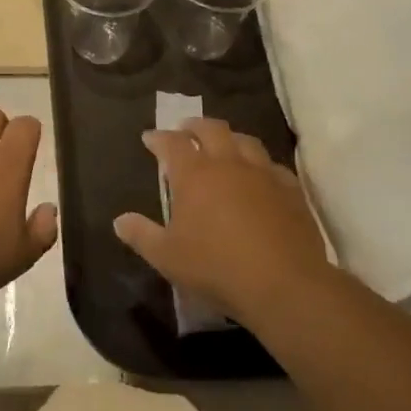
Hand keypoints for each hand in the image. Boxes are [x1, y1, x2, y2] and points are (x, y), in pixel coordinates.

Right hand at [114, 119, 330, 325]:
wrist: (283, 284)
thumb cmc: (216, 267)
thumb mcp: (167, 256)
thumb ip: (141, 235)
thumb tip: (119, 221)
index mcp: (194, 174)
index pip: (172, 143)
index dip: (159, 138)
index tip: (150, 138)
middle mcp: (228, 163)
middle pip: (211, 129)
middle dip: (195, 126)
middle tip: (186, 130)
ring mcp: (263, 174)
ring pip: (245, 141)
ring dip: (230, 138)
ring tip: (223, 146)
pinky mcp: (291, 190)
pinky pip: (273, 166)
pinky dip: (261, 165)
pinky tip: (260, 176)